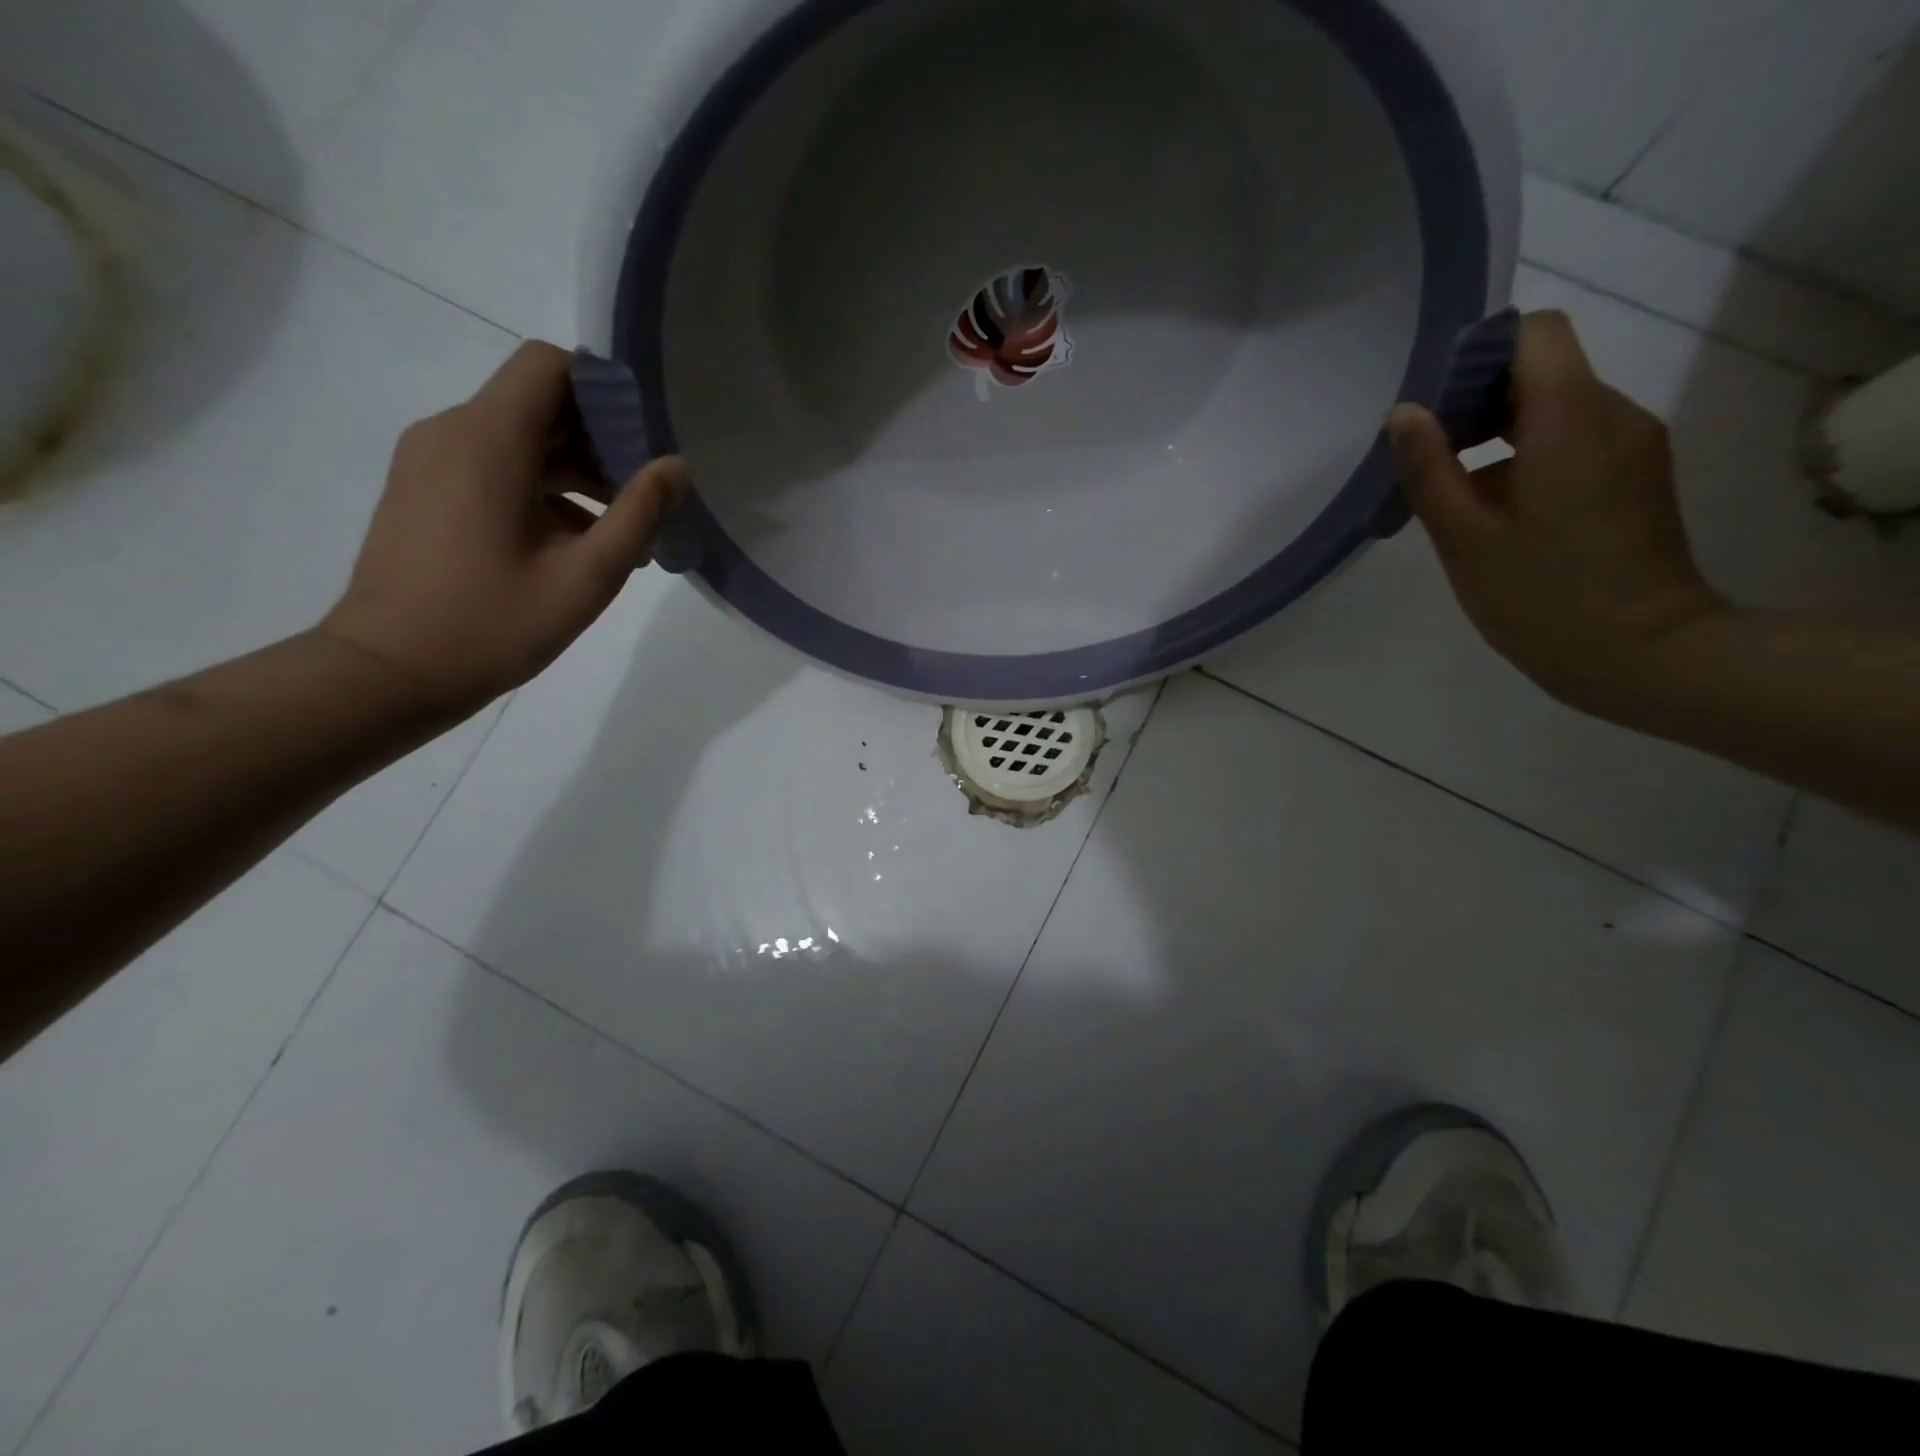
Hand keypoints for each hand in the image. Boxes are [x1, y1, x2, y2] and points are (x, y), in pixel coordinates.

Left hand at [319, 342, 686, 712]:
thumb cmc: (493, 625)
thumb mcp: (586, 576)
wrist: (389, 672)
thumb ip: (638, 514)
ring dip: (575, 470)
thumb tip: (676, 466)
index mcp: (487, 441)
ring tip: (619, 531)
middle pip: (538, 402)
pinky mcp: (426, 489)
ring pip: (519, 437)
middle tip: (645, 495)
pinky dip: (541, 488)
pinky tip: (576, 543)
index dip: (603, 390)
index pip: (548, 365)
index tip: (643, 440)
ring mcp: (431, 460)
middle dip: (600, 439)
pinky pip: (494, 466)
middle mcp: (451, 433)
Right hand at [1387, 310, 1726, 718]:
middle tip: (1429, 457)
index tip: (1435, 405)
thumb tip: (1404, 413)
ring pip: (1557, 407)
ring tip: (1455, 493)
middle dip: (1478, 400)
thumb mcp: (1464, 537)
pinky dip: (1528, 456)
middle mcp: (1613, 414)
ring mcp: (1632, 444)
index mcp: (1570, 419)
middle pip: (1542, 369)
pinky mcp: (1635, 475)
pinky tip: (1497, 512)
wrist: (1640, 652)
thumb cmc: (1540, 596)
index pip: (1533, 334)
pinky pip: (1576, 439)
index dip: (1479, 355)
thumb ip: (1429, 468)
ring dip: (1499, 434)